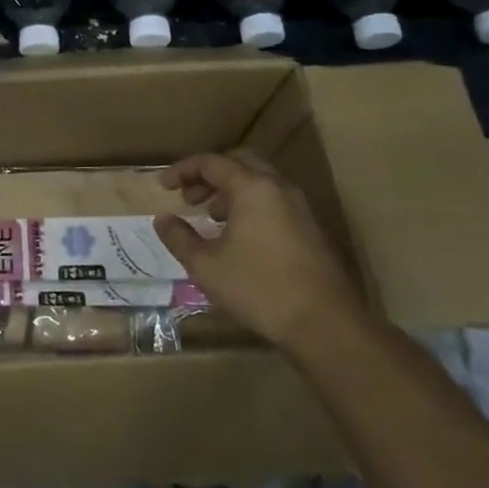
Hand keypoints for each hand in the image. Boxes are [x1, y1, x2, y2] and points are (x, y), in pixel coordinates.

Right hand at [153, 150, 366, 352]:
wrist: (325, 325)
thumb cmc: (258, 288)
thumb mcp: (205, 265)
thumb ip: (179, 237)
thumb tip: (162, 219)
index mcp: (252, 188)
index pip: (210, 162)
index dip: (182, 170)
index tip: (162, 187)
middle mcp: (278, 189)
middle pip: (239, 164)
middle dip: (208, 176)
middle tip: (188, 197)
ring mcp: (299, 209)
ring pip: (258, 183)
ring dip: (229, 192)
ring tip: (210, 218)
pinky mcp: (309, 230)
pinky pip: (272, 202)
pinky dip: (248, 206)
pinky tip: (237, 237)